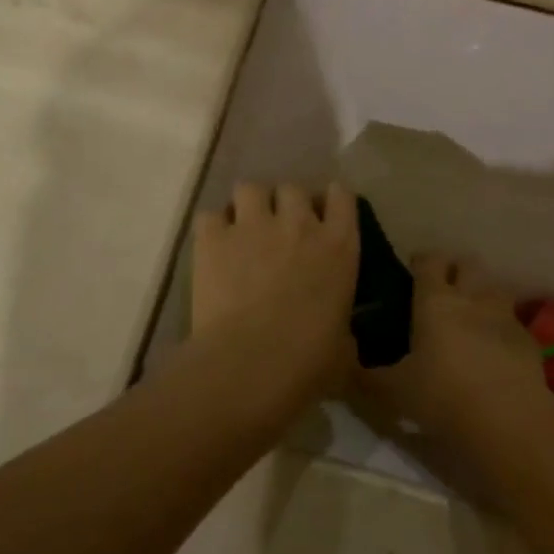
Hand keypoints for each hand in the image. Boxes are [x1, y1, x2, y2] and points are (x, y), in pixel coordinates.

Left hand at [189, 181, 359, 407]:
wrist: (251, 364)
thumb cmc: (308, 361)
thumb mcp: (343, 346)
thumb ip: (342, 327)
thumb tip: (339, 336)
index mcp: (339, 245)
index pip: (342, 196)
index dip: (331, 201)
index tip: (324, 215)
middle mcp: (299, 223)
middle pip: (293, 188)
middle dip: (286, 204)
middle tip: (280, 229)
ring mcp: (254, 226)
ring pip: (250, 188)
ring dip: (249, 206)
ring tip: (244, 229)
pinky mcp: (214, 238)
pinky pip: (210, 216)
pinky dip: (212, 228)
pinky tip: (213, 247)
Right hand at [362, 254, 553, 447]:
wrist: (507, 419)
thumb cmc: (442, 396)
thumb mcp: (394, 391)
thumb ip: (368, 376)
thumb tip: (345, 365)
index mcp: (436, 301)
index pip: (430, 261)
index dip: (422, 261)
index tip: (413, 269)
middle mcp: (473, 297)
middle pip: (468, 264)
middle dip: (456, 270)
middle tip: (443, 290)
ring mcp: (505, 315)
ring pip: (494, 287)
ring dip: (482, 294)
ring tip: (471, 316)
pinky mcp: (528, 338)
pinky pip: (512, 321)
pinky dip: (502, 327)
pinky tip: (494, 349)